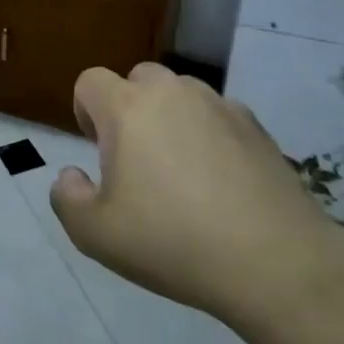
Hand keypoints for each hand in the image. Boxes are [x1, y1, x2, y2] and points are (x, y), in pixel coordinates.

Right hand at [49, 63, 343, 328]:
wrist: (277, 265)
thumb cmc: (173, 242)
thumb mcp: (95, 235)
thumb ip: (66, 198)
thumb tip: (72, 175)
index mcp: (128, 108)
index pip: (91, 81)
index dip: (85, 111)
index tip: (97, 150)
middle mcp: (173, 92)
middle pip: (138, 78)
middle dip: (129, 108)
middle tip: (136, 159)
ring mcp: (221, 106)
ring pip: (182, 94)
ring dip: (172, 118)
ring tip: (182, 171)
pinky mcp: (259, 129)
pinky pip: (220, 117)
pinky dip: (211, 137)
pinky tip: (222, 183)